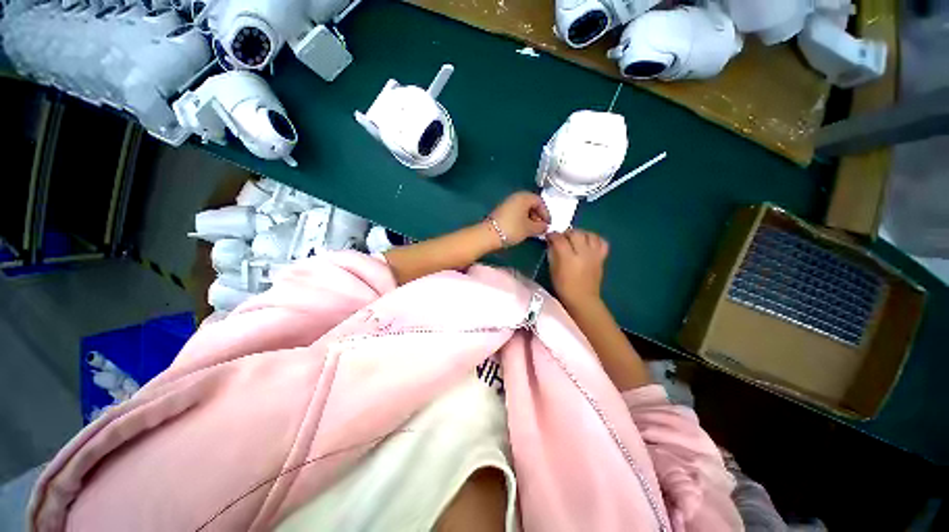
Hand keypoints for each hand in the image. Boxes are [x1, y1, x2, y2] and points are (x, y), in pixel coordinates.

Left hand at [488, 192, 550, 247]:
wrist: (489, 234)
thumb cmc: (512, 229)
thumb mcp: (529, 229)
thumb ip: (540, 227)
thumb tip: (545, 227)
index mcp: (524, 197)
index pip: (540, 201)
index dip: (546, 213)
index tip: (547, 225)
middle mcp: (516, 197)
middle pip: (531, 204)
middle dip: (538, 216)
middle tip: (540, 228)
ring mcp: (507, 204)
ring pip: (524, 209)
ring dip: (530, 219)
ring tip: (532, 231)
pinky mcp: (502, 211)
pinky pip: (516, 213)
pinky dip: (522, 220)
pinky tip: (522, 230)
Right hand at [548, 229, 609, 306]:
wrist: (582, 299)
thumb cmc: (563, 287)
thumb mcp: (553, 270)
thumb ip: (552, 254)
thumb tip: (552, 243)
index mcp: (568, 258)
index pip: (559, 239)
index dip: (552, 235)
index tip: (549, 236)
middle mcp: (583, 253)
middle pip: (575, 233)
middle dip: (566, 233)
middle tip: (561, 238)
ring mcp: (594, 255)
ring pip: (589, 234)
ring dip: (581, 233)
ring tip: (575, 238)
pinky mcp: (601, 257)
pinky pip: (602, 242)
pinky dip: (595, 239)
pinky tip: (588, 242)